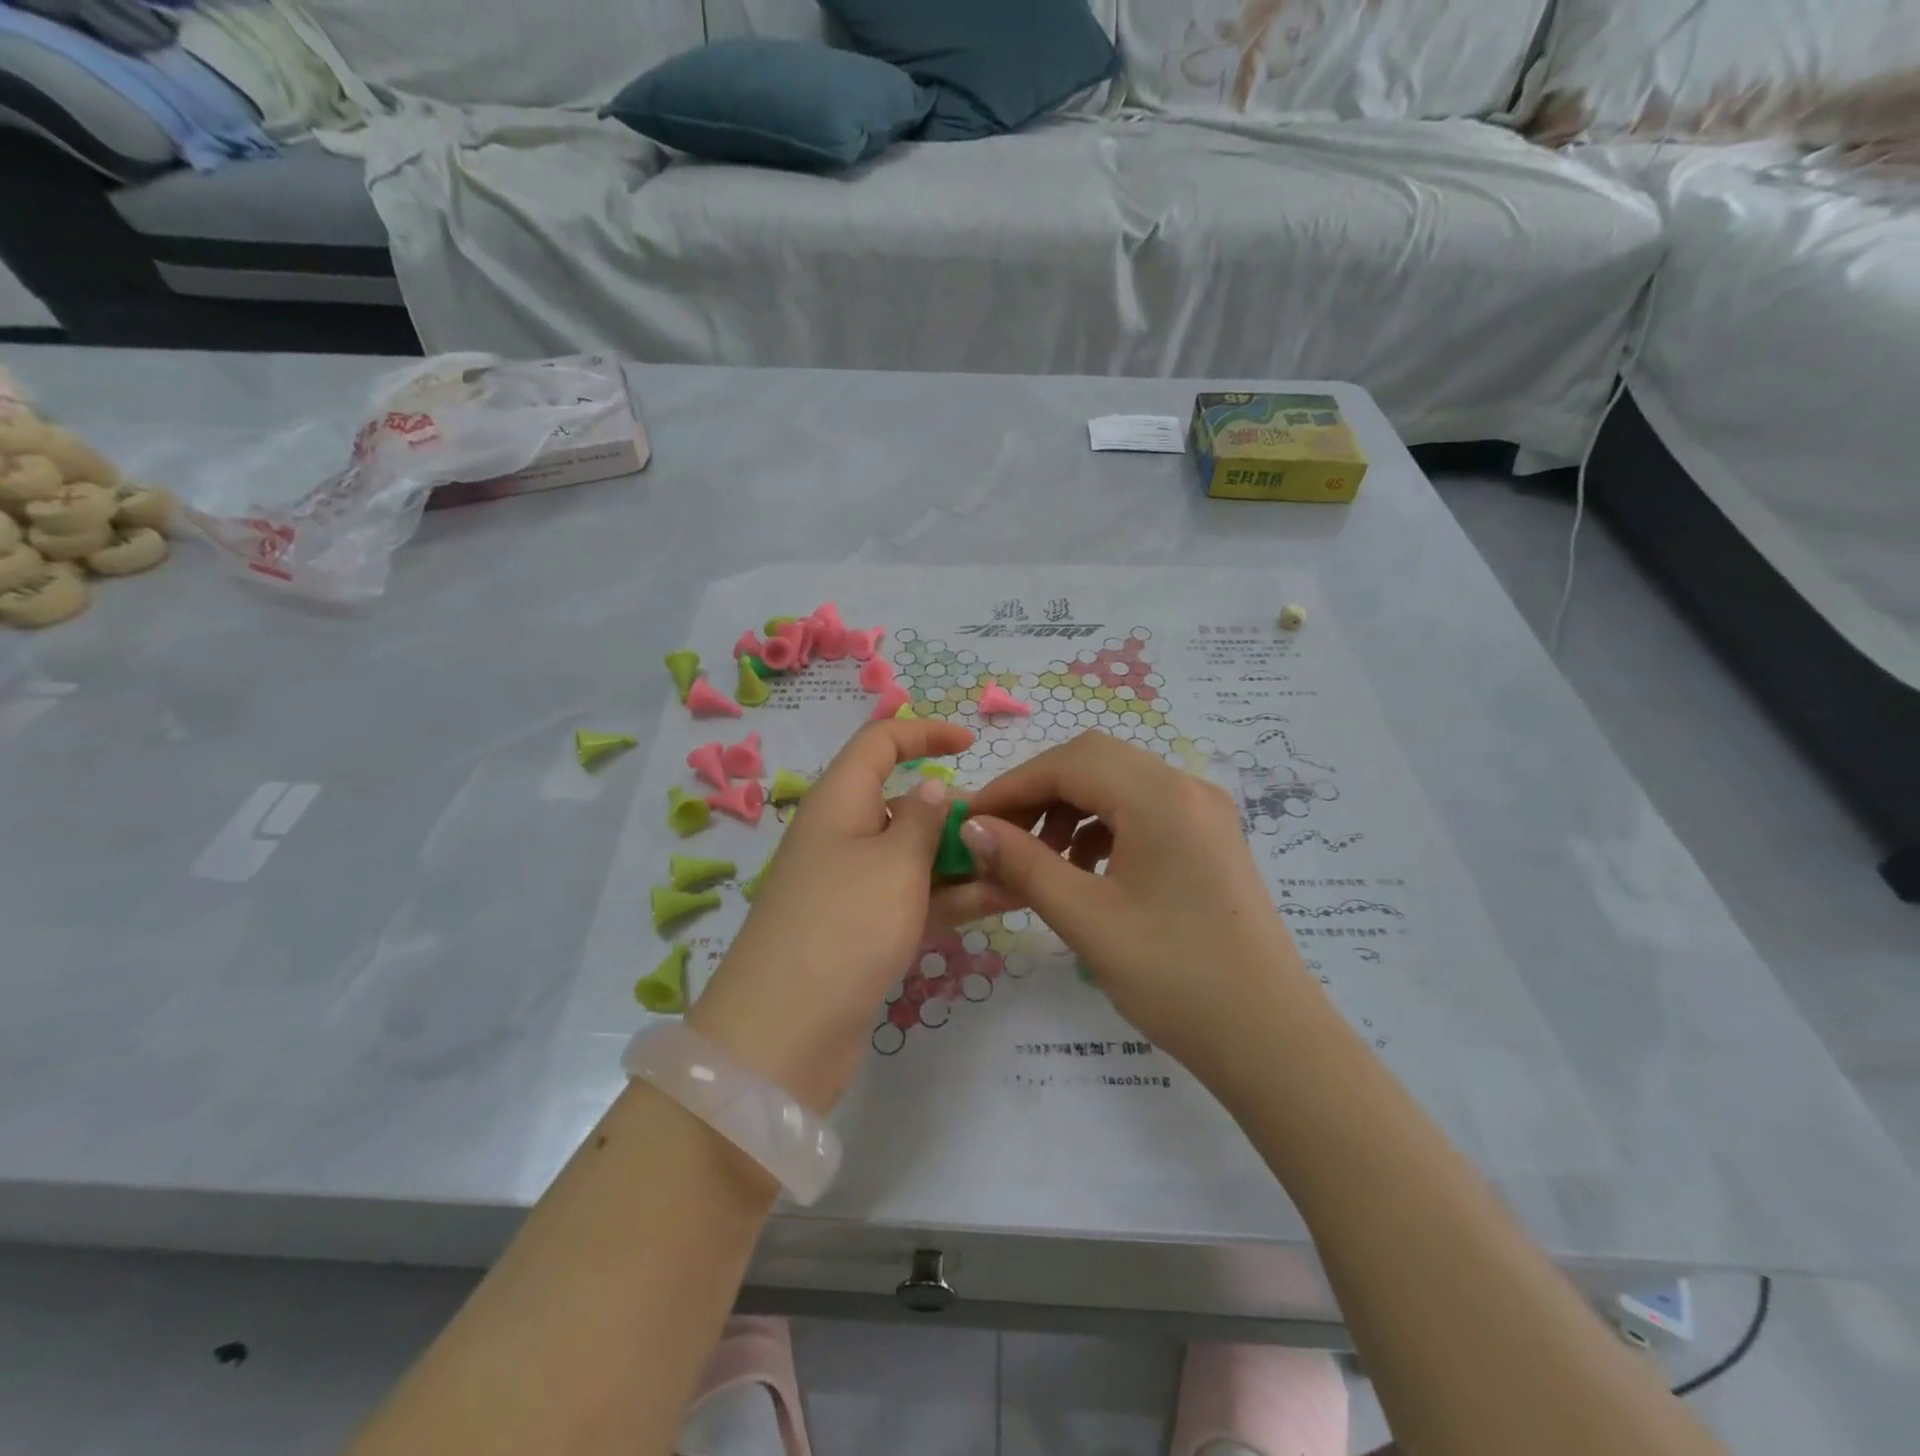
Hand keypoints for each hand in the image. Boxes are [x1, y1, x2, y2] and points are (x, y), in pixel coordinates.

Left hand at [687, 719, 985, 1112]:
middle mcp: (843, 836)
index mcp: (839, 802)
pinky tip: (1003, 901)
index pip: (879, 743)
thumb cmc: (844, 925)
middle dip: (957, 812)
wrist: (784, 1033)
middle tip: (1011, 829)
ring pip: (916, 857)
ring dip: (965, 860)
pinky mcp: (863, 931)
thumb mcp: (894, 862)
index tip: (971, 743)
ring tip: (1024, 867)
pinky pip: (914, 898)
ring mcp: (852, 887)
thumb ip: (924, 820)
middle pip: (904, 804)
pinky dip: (953, 897)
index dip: (924, 733)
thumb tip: (933, 789)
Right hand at [960, 731, 1313, 1074]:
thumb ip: (1023, 863)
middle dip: (1039, 792)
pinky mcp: (1210, 838)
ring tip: (1039, 859)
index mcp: (1161, 796)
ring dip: (1069, 808)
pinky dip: (1101, 826)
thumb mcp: (1086, 918)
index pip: (1069, 762)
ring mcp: (1204, 811)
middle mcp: (1186, 787)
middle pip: (1094, 761)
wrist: (1270, 1038)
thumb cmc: (1174, 977)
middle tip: (1000, 836)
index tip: (970, 820)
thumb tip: (972, 828)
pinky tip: (1083, 868)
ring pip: (1118, 783)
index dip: (1012, 785)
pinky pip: (1143, 809)